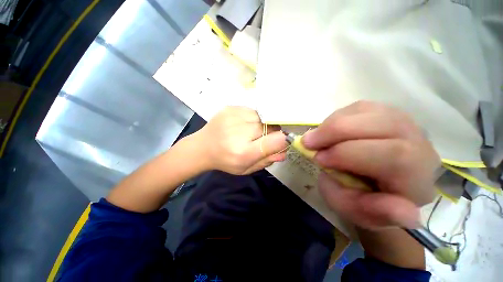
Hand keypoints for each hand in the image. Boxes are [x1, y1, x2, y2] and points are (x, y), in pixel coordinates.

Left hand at [194, 106, 288, 174]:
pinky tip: (243, 124)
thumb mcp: (246, 168)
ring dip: (262, 124)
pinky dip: (253, 118)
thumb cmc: (226, 161)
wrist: (202, 147)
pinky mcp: (230, 108)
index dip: (282, 139)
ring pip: (262, 117)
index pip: (275, 140)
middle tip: (261, 138)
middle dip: (271, 132)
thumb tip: (284, 151)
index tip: (281, 140)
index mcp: (244, 152)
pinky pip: (252, 110)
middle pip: (269, 126)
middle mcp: (239, 132)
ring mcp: (234, 117)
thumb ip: (266, 160)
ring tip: (250, 131)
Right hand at [302, 101, 439, 228]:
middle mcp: (419, 144)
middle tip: (308, 142)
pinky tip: (328, 131)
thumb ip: (369, 211)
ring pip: (367, 111)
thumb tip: (400, 210)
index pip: (393, 157)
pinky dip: (337, 117)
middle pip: (382, 125)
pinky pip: (359, 107)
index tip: (318, 159)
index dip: (348, 154)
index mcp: (416, 177)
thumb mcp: (359, 213)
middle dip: (335, 132)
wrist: (374, 183)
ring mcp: (402, 122)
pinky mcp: (385, 112)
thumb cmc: (365, 200)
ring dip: (332, 123)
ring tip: (315, 137)